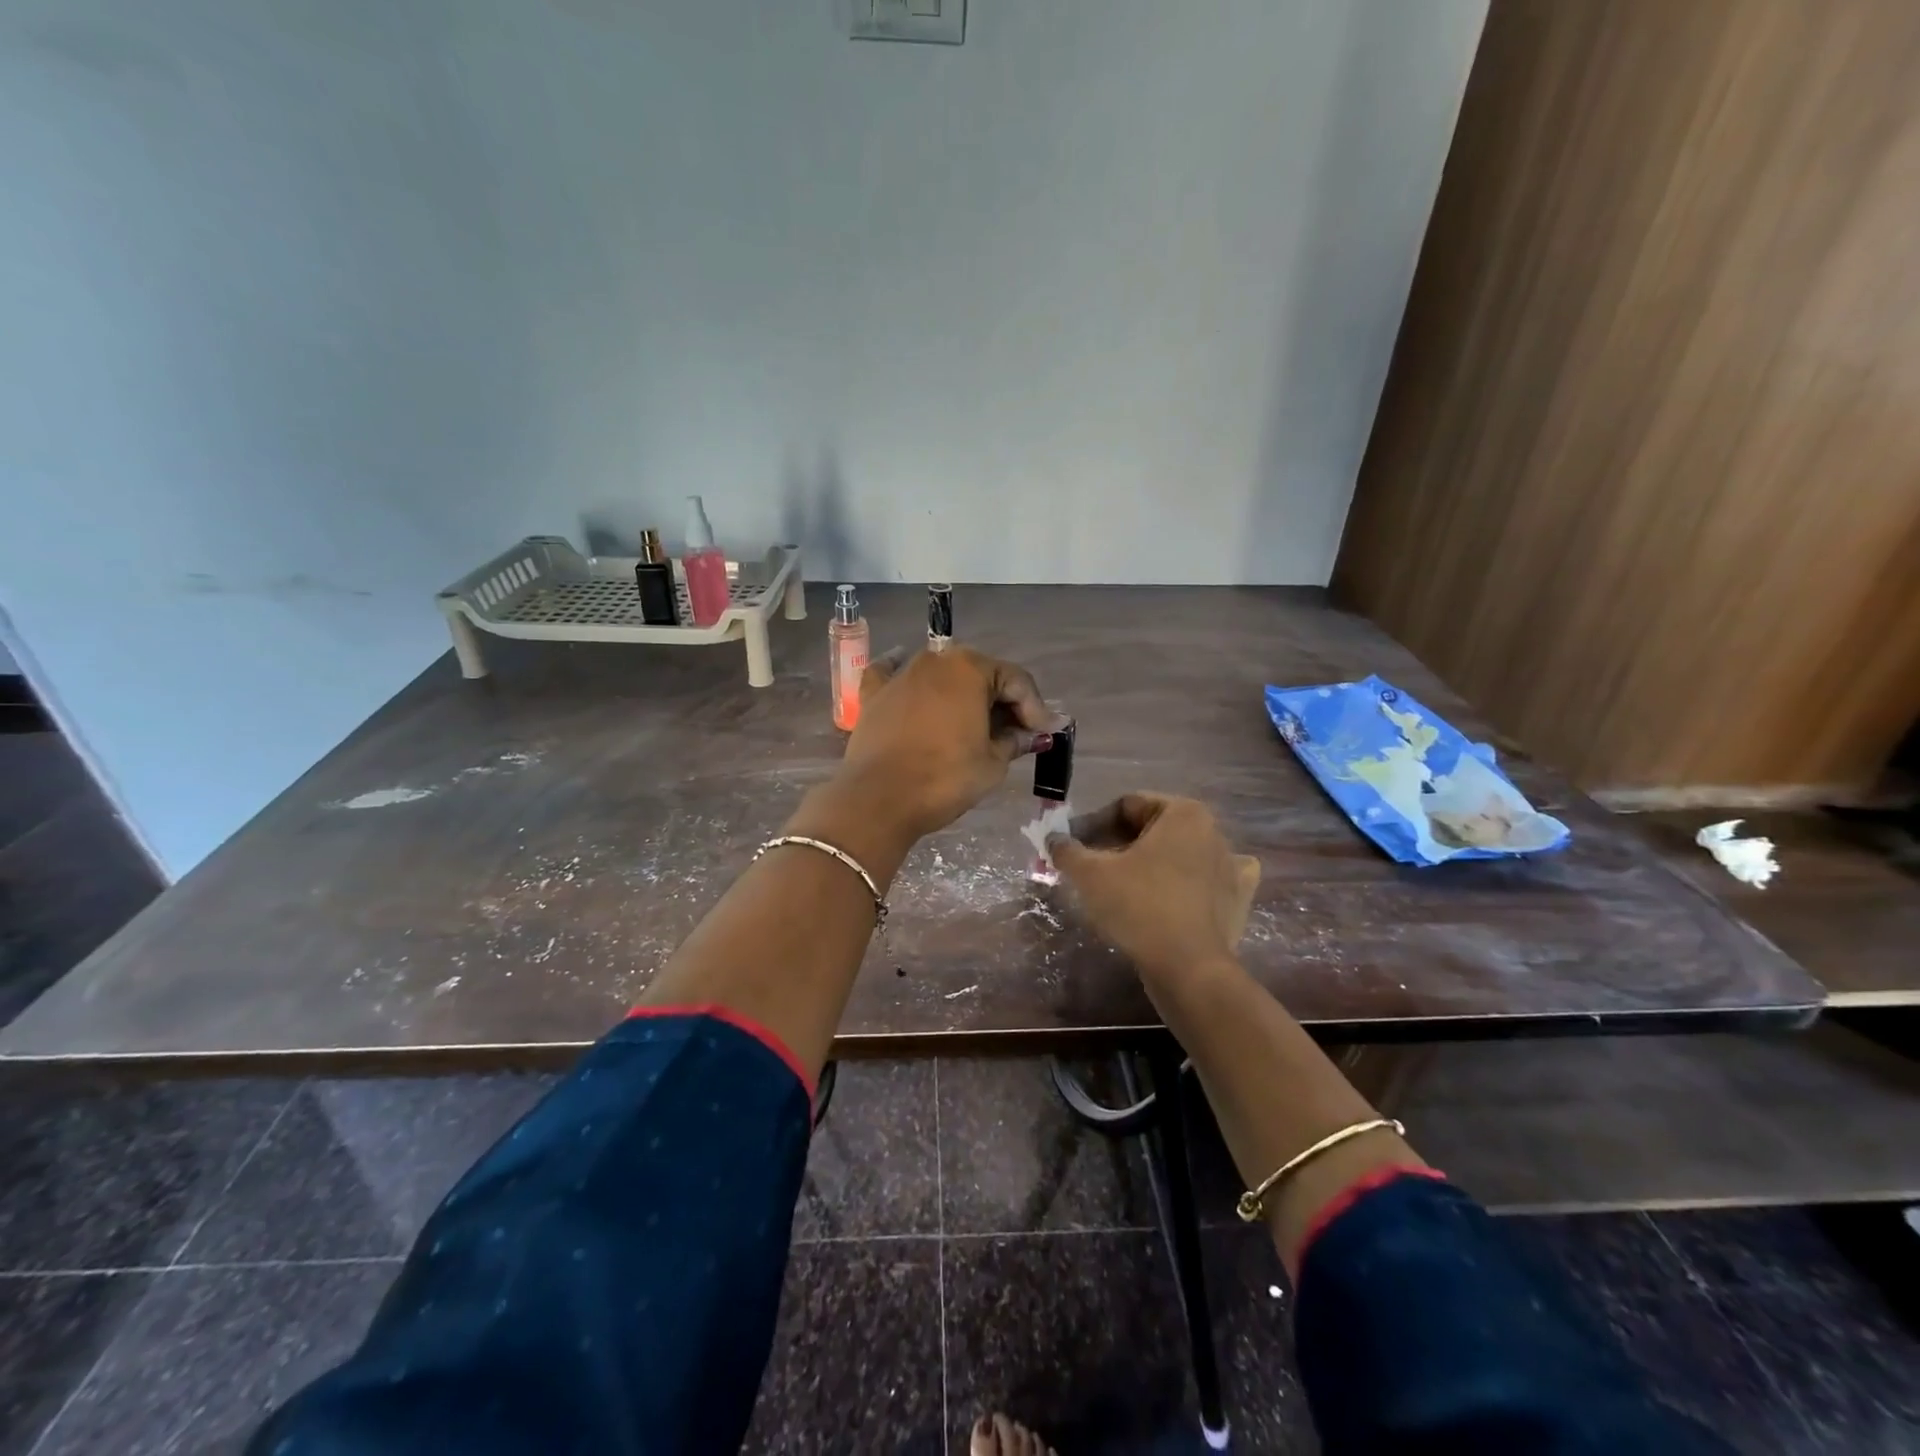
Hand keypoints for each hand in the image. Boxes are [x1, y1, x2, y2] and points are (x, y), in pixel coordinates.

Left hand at [836, 646, 1061, 843]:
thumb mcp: (992, 763)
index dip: (1035, 708)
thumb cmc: (944, 778)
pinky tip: (909, 678)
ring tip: (975, 723)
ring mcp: (900, 675)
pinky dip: (906, 679)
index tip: (1043, 735)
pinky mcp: (873, 695)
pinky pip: (892, 675)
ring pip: (940, 675)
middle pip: (979, 674)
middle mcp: (934, 660)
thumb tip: (1032, 734)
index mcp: (969, 668)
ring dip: (961, 694)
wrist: (878, 800)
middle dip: (1000, 701)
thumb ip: (1015, 740)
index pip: (1016, 681)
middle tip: (1014, 732)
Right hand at [1049, 793, 1261, 980]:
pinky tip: (1177, 892)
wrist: (1189, 969)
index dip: (1092, 824)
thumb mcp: (1090, 874)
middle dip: (1117, 844)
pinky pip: (1207, 881)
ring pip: (1177, 855)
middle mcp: (1213, 831)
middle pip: (1152, 829)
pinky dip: (1191, 883)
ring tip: (1120, 886)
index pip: (1126, 807)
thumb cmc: (1139, 907)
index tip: (1071, 847)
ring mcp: (1231, 866)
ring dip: (1149, 863)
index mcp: (1183, 813)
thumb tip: (1053, 839)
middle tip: (1088, 867)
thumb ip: (1067, 850)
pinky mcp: (1237, 900)